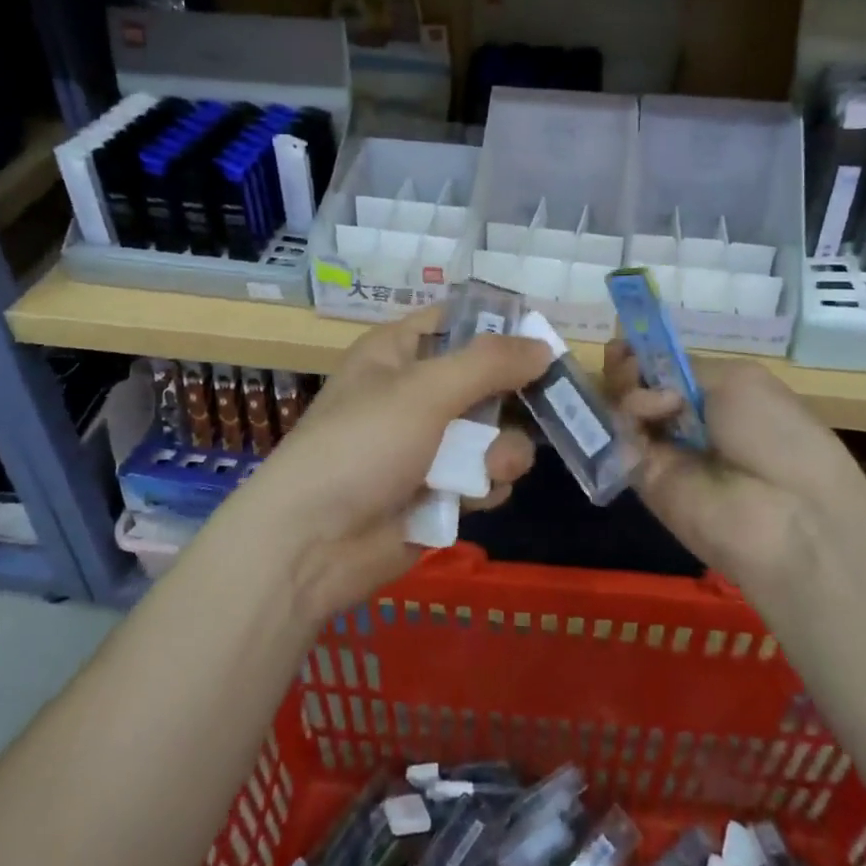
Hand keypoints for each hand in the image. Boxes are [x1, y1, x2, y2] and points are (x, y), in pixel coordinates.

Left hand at [234, 308, 553, 622]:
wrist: (312, 544)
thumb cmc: (363, 445)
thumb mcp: (426, 390)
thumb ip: (489, 363)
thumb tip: (544, 345)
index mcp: (398, 353)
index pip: (458, 321)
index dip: (501, 326)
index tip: (545, 338)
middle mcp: (415, 393)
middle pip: (486, 380)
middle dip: (514, 396)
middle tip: (553, 403)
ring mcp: (428, 445)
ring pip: (493, 433)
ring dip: (502, 450)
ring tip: (490, 467)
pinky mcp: (438, 491)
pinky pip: (484, 476)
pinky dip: (485, 484)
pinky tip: (474, 496)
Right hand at [605, 342, 865, 593]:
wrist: (786, 511)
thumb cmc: (776, 434)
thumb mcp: (738, 381)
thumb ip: (683, 371)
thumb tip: (650, 383)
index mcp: (716, 396)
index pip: (665, 369)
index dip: (643, 353)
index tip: (627, 341)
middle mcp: (685, 421)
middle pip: (637, 386)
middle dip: (626, 365)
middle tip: (622, 357)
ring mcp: (661, 450)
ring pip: (623, 409)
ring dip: (625, 387)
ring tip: (637, 384)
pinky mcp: (642, 477)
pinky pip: (620, 439)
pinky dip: (626, 416)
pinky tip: (646, 412)